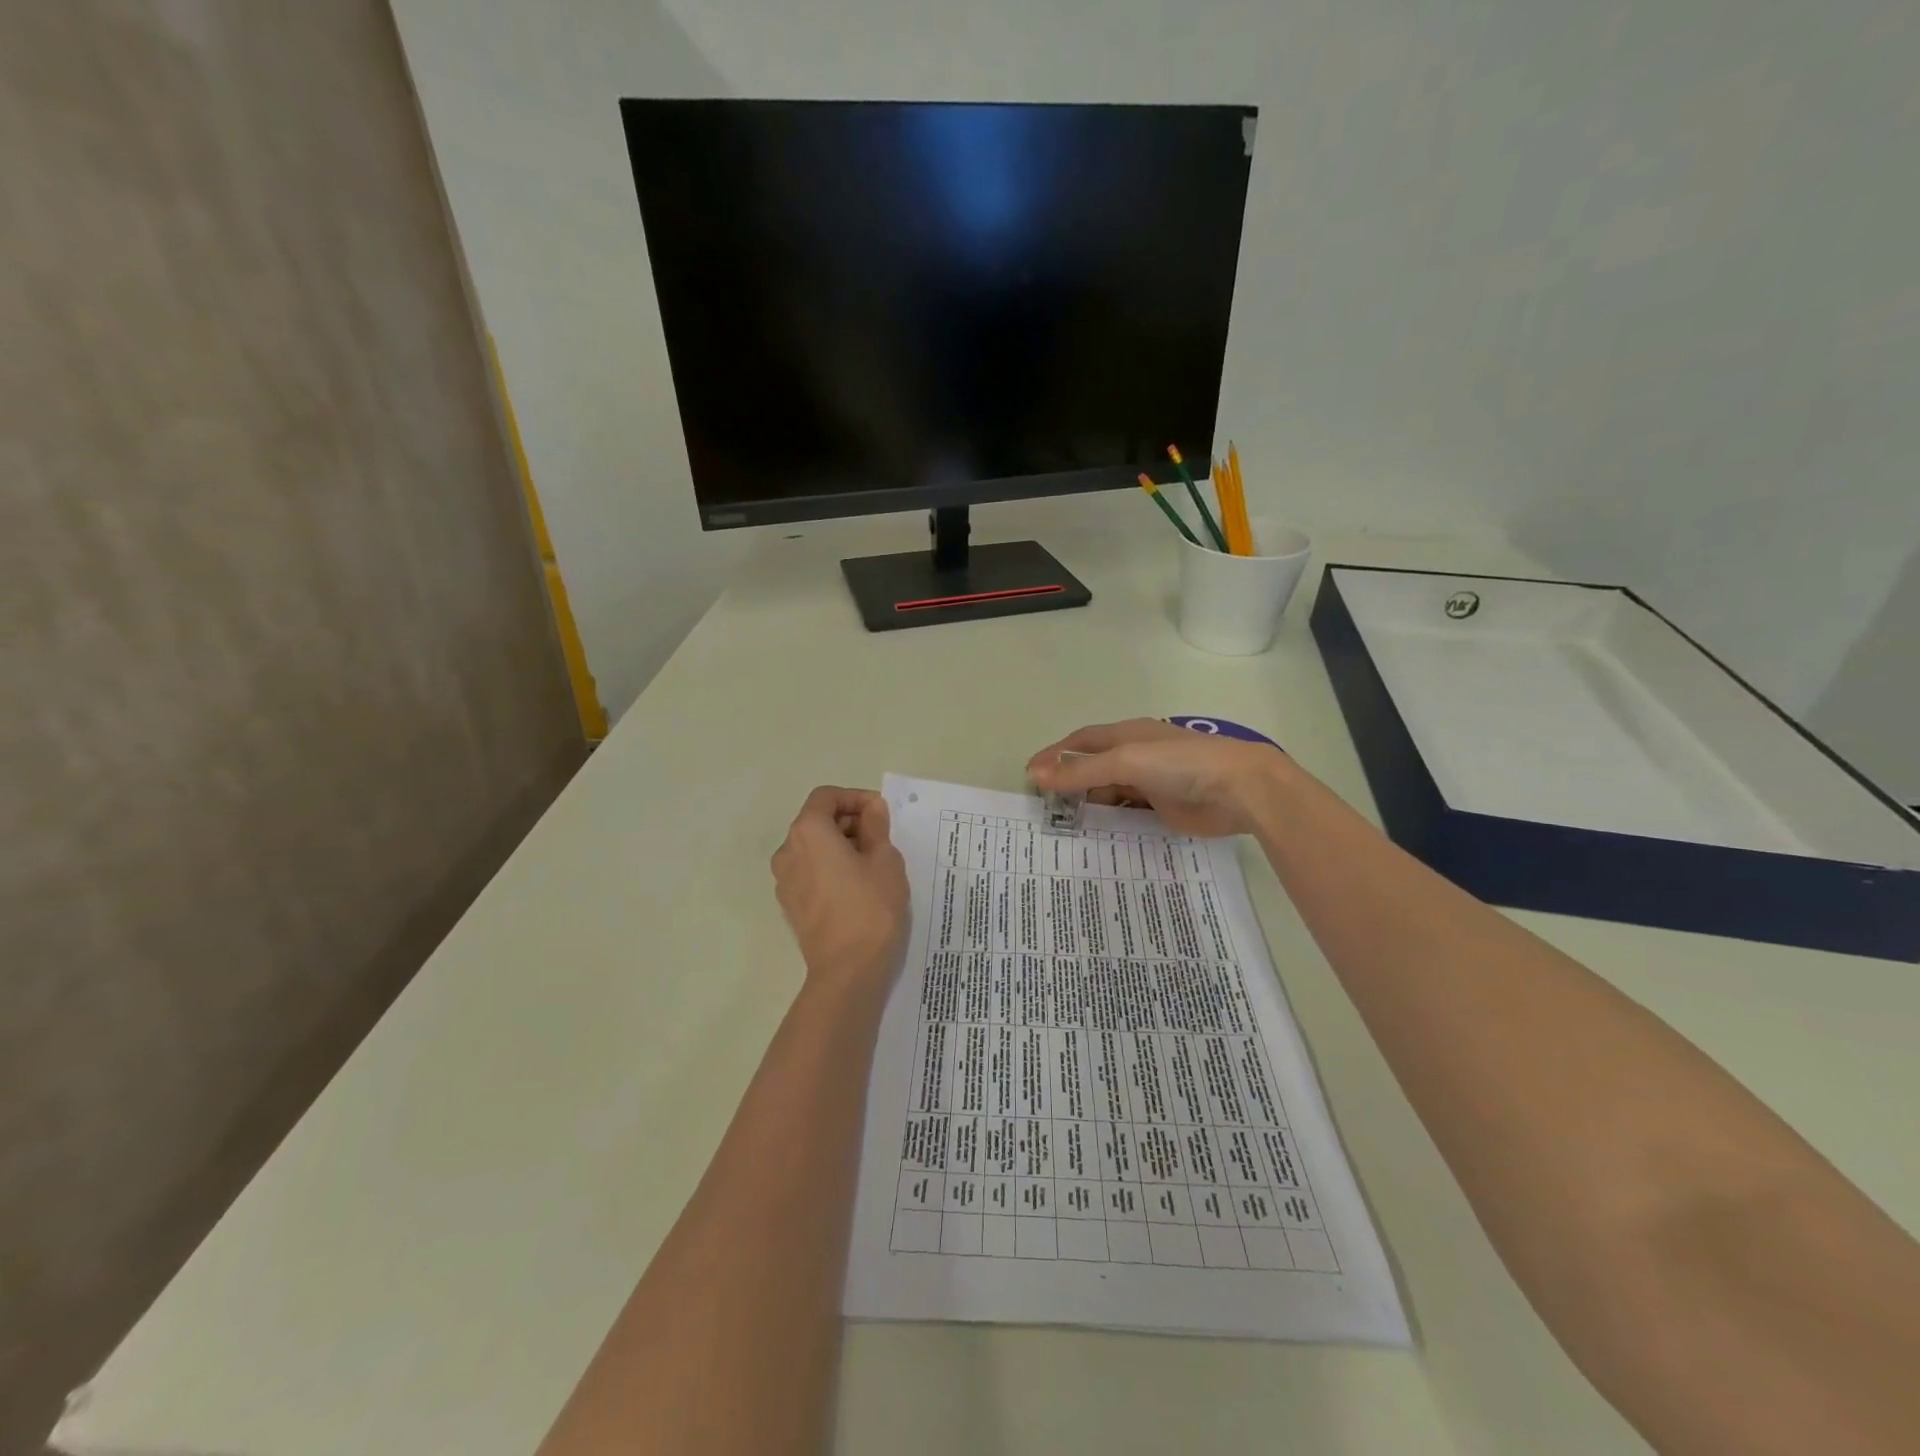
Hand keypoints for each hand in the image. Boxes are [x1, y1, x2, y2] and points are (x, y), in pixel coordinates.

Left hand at [771, 786, 909, 994]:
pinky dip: (830, 867)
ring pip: (813, 848)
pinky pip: (810, 871)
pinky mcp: (790, 904)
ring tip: (873, 863)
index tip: (881, 813)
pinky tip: (857, 886)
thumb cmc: (871, 907)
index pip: (827, 797)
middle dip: (850, 822)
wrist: (848, 971)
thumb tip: (871, 809)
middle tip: (882, 838)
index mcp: (808, 832)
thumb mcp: (885, 860)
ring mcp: (784, 880)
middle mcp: (788, 850)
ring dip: (841, 845)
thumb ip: (876, 827)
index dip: (855, 798)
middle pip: (817, 821)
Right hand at [1027, 719, 1291, 837]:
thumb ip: (1081, 771)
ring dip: (1089, 803)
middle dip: (1069, 782)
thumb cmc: (1180, 764)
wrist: (1240, 789)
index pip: (1082, 741)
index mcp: (1127, 735)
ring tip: (1064, 826)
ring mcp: (1151, 782)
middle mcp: (1136, 756)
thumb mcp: (1126, 762)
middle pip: (1094, 767)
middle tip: (1044, 808)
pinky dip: (1111, 821)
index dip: (1055, 754)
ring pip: (1110, 791)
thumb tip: (1036, 774)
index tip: (1030, 774)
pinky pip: (1129, 813)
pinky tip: (1097, 836)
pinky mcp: (1164, 808)